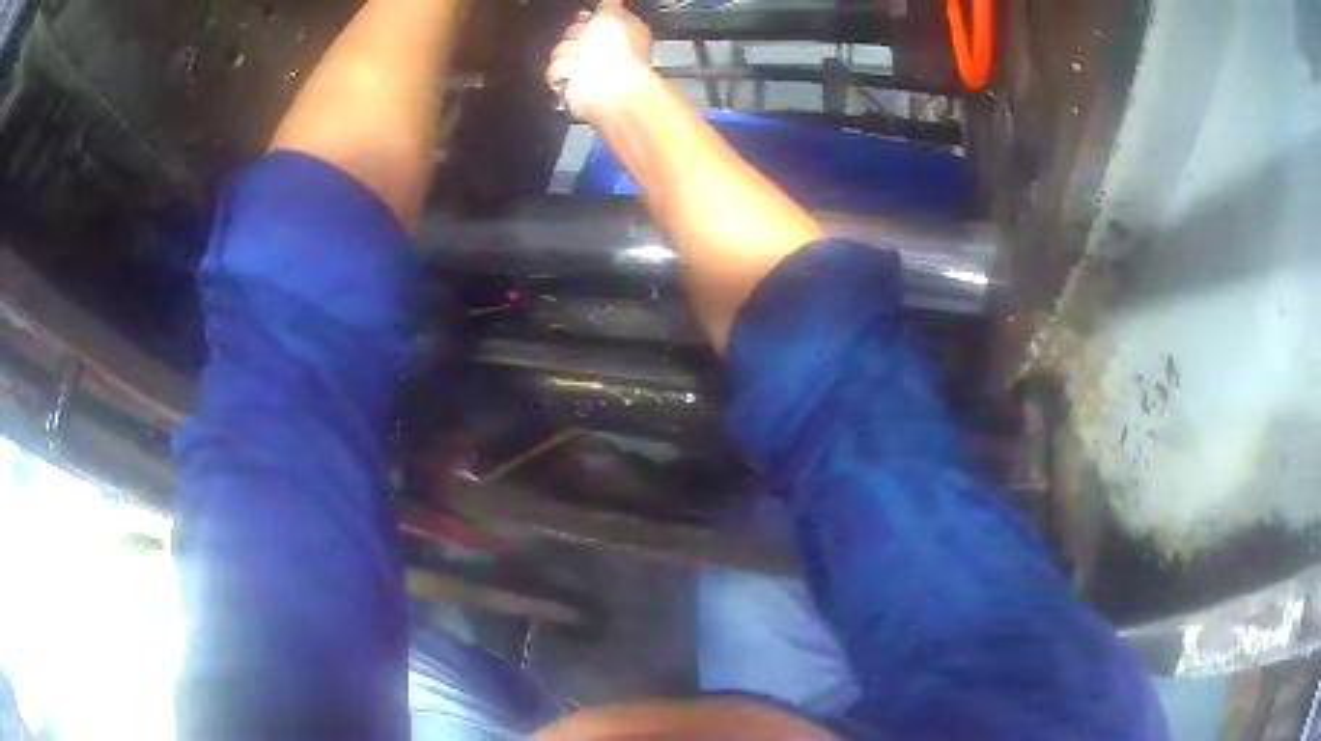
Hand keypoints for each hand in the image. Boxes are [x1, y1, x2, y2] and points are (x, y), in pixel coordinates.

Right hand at [546, 4, 652, 123]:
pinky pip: (553, 70)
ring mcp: (586, 68)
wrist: (608, 87)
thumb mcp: (613, 13)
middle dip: (575, 36)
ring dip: (568, 54)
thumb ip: (610, 2)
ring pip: (559, 51)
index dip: (586, 19)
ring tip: (583, 62)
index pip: (590, 18)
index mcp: (618, 32)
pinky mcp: (571, 84)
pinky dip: (563, 72)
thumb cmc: (617, 50)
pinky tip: (577, 76)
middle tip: (587, 43)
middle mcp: (603, 50)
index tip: (588, 19)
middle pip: (571, 33)